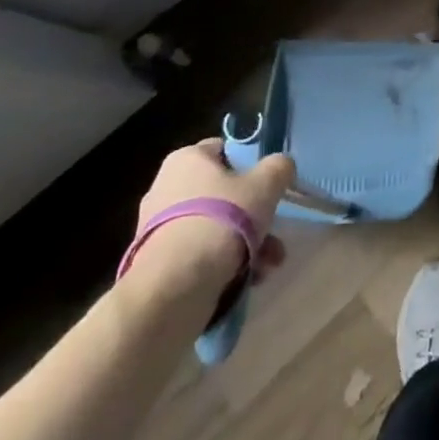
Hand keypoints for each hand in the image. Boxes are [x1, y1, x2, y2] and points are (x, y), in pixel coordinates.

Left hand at [122, 140, 295, 317]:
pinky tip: (248, 279)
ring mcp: (158, 228)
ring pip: (215, 227)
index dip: (251, 164)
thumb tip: (281, 166)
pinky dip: (224, 263)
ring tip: (269, 264)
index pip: (224, 150)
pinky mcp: (158, 263)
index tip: (269, 185)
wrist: (175, 288)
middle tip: (275, 231)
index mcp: (186, 159)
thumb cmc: (222, 221)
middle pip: (223, 194)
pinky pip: (200, 254)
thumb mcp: (266, 184)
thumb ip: (279, 167)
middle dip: (253, 215)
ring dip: (247, 243)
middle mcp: (166, 187)